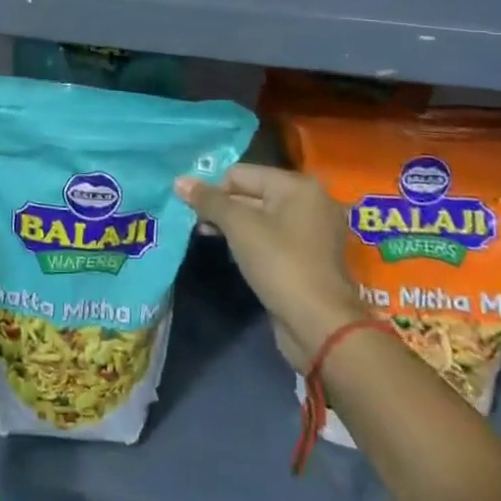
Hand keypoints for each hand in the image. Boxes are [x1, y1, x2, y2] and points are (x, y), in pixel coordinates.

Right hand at [176, 164, 363, 361]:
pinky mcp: (311, 258)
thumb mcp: (238, 226)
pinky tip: (236, 256)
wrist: (320, 326)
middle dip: (223, 208)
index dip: (214, 190)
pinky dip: (253, 243)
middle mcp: (310, 202)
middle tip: (200, 226)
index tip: (196, 213)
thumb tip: (179, 181)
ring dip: (235, 227)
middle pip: (252, 193)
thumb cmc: (279, 263)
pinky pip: (274, 239)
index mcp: (297, 185)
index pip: (241, 174)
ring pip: (262, 218)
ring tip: (212, 239)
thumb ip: (209, 200)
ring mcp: (314, 232)